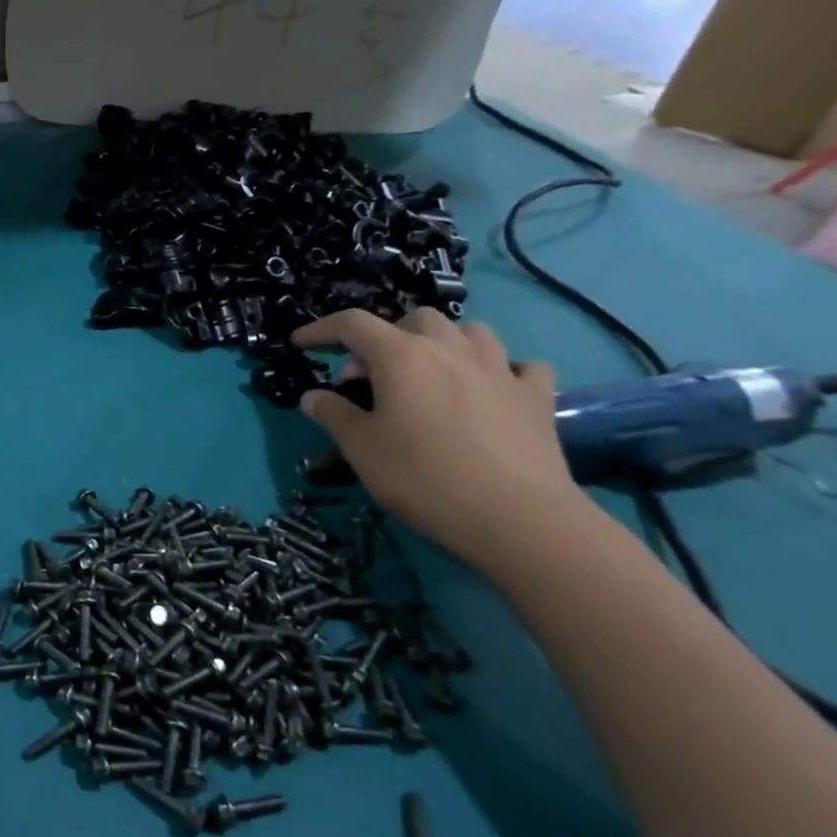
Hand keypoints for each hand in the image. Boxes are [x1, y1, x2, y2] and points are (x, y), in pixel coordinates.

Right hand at [292, 309, 585, 567]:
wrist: (516, 517)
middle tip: (373, 374)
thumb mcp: (360, 448)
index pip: (352, 324)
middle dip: (388, 336)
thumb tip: (313, 396)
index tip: (301, 343)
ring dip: (444, 343)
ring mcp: (499, 369)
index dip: (321, 329)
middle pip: (414, 320)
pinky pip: (520, 366)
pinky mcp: (536, 398)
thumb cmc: (423, 476)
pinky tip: (492, 389)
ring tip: (432, 373)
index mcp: (401, 356)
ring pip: (470, 332)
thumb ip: (333, 414)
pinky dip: (502, 370)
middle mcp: (450, 349)